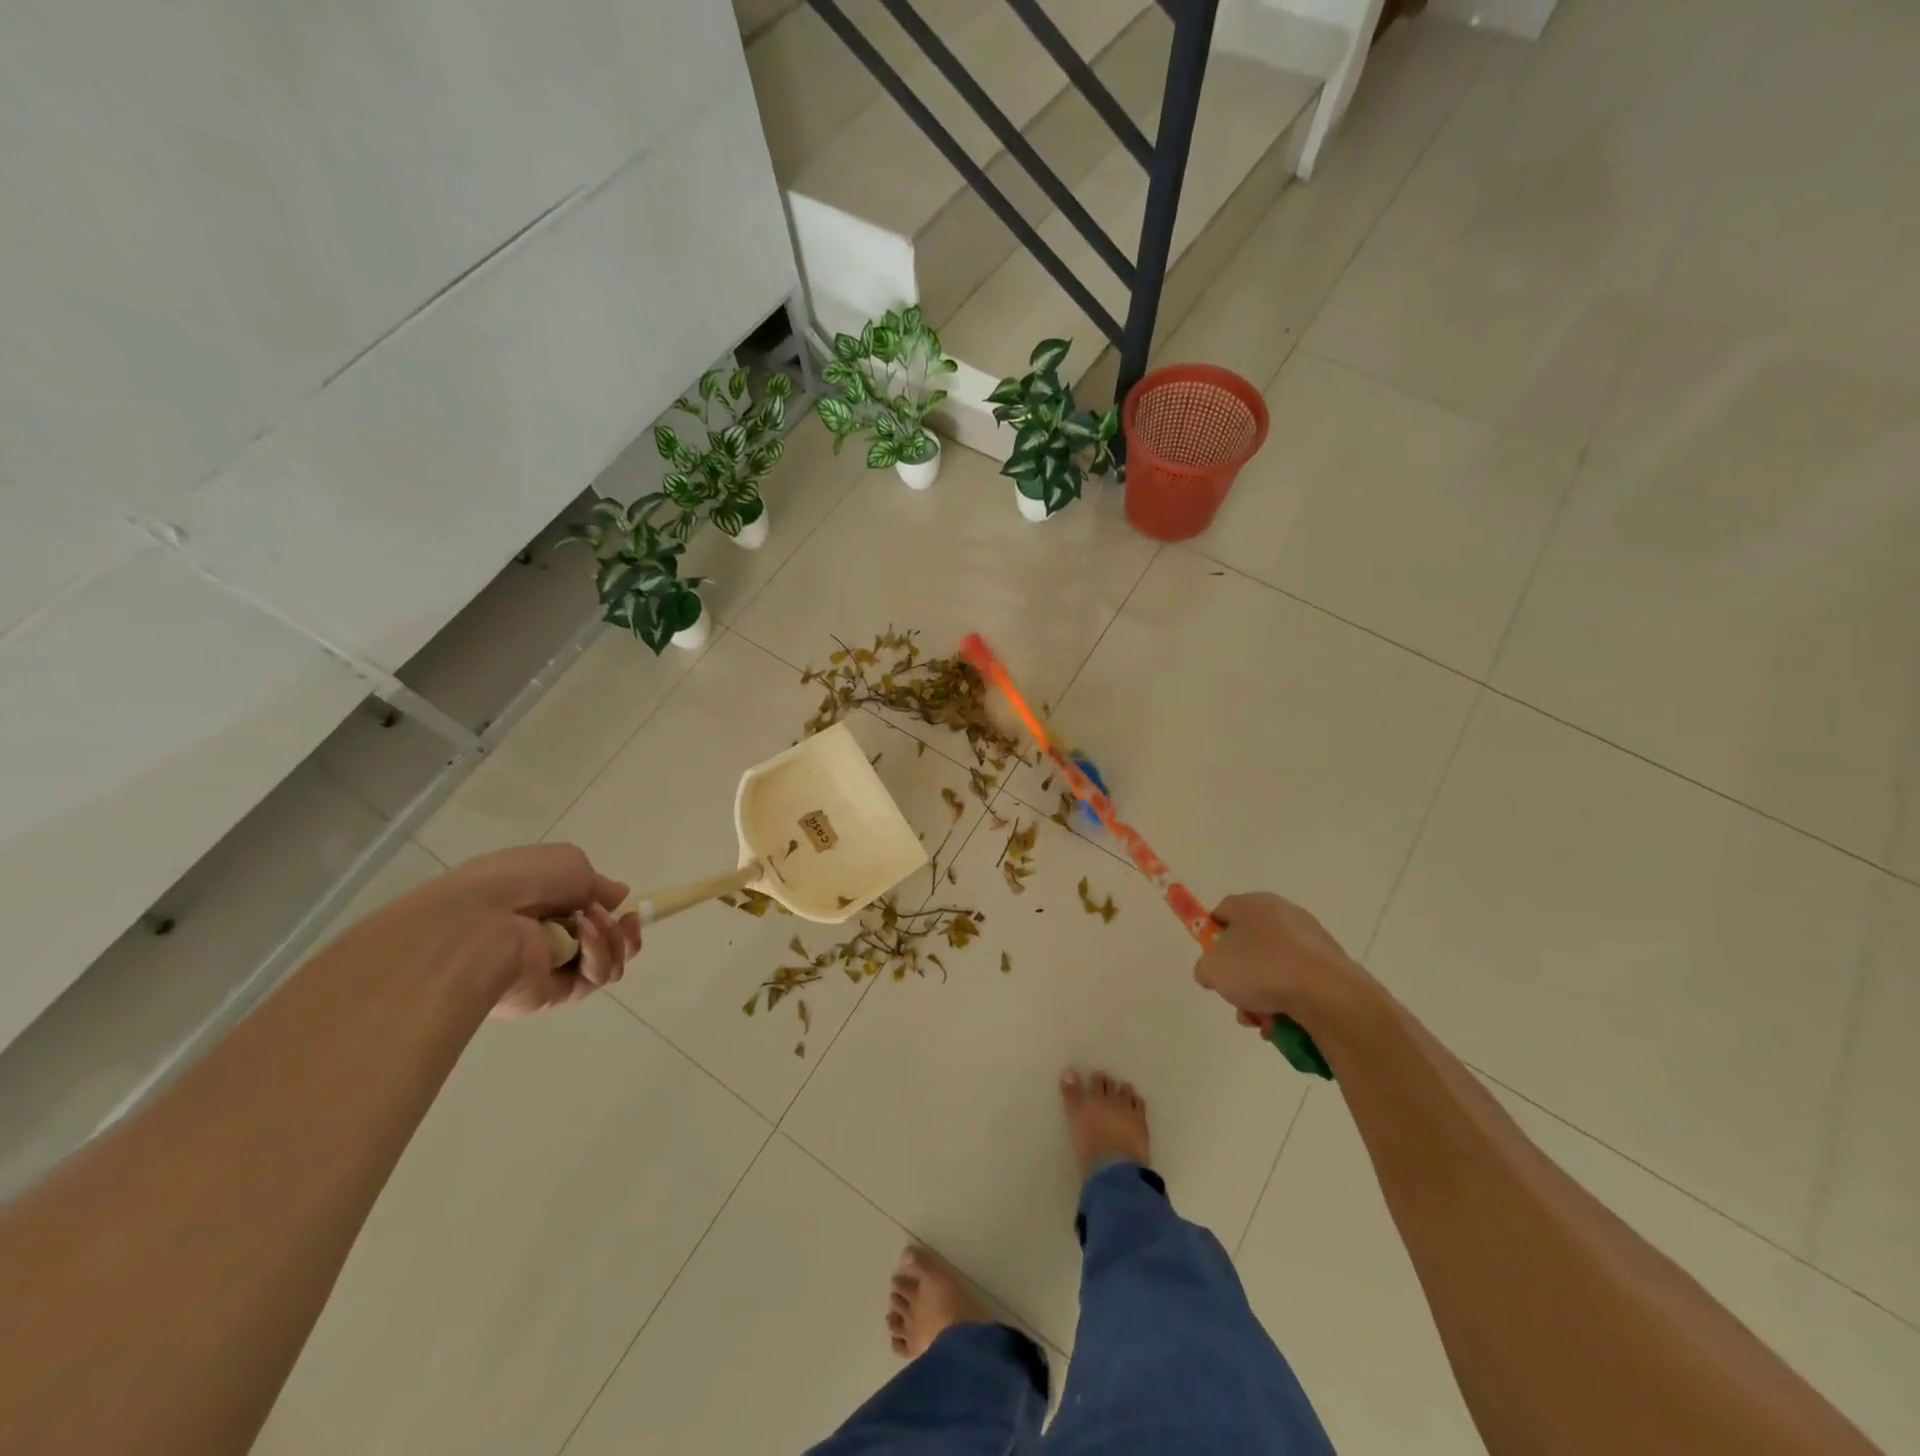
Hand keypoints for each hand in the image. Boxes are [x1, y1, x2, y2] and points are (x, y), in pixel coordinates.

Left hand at [387, 844, 641, 1017]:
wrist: (477, 925)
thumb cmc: (521, 881)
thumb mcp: (570, 863)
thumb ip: (599, 883)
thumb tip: (619, 897)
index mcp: (542, 903)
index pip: (587, 912)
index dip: (613, 909)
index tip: (627, 906)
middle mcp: (547, 936)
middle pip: (605, 941)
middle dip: (622, 929)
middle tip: (626, 919)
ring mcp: (550, 967)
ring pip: (608, 961)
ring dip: (613, 938)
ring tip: (595, 921)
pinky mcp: (553, 995)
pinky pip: (594, 978)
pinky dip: (598, 954)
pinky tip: (584, 936)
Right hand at [1192, 892, 1359, 1032]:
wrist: (1327, 994)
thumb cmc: (1261, 969)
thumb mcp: (1213, 969)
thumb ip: (1204, 968)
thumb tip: (1212, 972)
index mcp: (1254, 903)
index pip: (1223, 913)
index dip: (1211, 937)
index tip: (1211, 963)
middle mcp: (1284, 914)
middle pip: (1249, 945)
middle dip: (1239, 975)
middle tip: (1235, 997)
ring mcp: (1311, 940)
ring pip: (1273, 968)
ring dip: (1262, 995)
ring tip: (1261, 1020)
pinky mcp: (1332, 966)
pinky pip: (1298, 983)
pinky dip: (1288, 1002)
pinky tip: (1283, 1023)